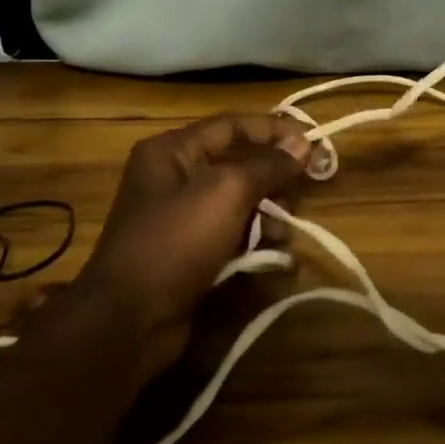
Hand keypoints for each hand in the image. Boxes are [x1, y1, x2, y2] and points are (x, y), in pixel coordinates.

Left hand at [72, 113, 310, 375]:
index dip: (274, 129)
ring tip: (281, 236)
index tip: (313, 140)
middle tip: (304, 190)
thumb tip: (303, 143)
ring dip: (269, 218)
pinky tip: (275, 260)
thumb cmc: (176, 240)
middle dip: (274, 180)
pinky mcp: (192, 254)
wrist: (131, 319)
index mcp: (172, 152)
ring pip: (241, 205)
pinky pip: (234, 237)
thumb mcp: (227, 192)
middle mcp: (175, 178)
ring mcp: (183, 219)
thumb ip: (268, 165)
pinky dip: (256, 245)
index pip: (232, 125)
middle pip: (240, 165)